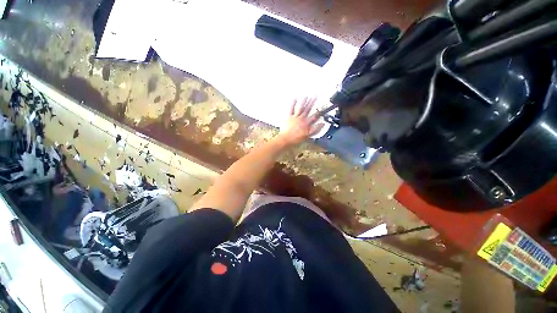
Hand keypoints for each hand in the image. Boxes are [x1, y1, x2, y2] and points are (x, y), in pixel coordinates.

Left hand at [278, 97, 323, 145]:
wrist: (286, 139)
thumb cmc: (296, 138)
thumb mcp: (308, 135)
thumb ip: (315, 129)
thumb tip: (322, 124)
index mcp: (306, 123)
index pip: (314, 116)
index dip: (318, 111)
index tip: (321, 106)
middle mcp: (301, 118)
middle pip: (308, 109)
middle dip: (312, 102)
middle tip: (315, 96)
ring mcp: (295, 117)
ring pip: (300, 108)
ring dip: (304, 101)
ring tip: (307, 96)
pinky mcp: (289, 117)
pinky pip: (291, 109)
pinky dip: (293, 103)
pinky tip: (295, 98)